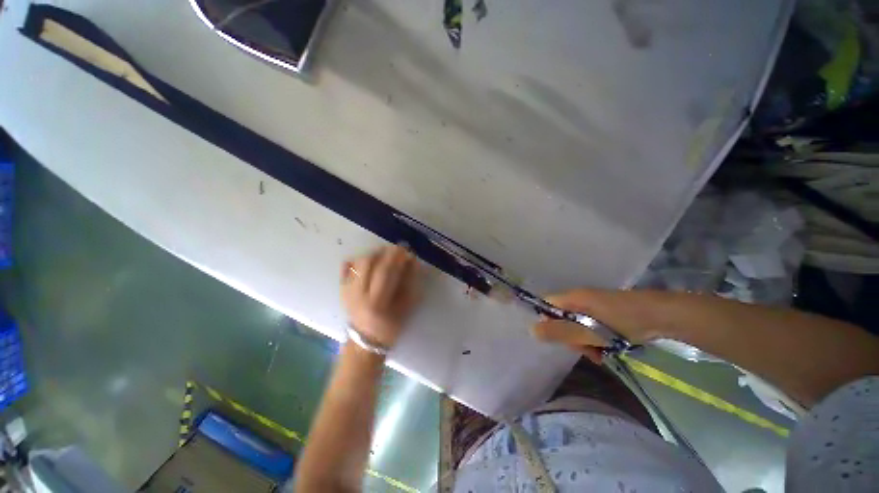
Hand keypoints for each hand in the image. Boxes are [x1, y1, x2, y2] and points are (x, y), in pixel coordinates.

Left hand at [341, 245, 419, 349]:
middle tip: (394, 249)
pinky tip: (365, 260)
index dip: (395, 256)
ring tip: (382, 254)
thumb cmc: (390, 326)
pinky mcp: (342, 291)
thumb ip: (408, 283)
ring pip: (357, 263)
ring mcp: (348, 291)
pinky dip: (355, 261)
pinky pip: (345, 270)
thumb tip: (411, 261)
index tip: (404, 248)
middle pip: (368, 263)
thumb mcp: (405, 307)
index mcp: (377, 301)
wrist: (365, 341)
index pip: (385, 271)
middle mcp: (359, 294)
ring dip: (371, 254)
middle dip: (383, 252)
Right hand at [531, 289, 661, 363]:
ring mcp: (593, 306)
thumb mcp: (588, 332)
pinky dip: (595, 340)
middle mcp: (579, 299)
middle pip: (561, 318)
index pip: (546, 306)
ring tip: (599, 355)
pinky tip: (606, 351)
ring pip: (577, 326)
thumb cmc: (621, 322)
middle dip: (570, 337)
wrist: (661, 317)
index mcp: (572, 298)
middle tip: (585, 350)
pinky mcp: (605, 313)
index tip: (558, 339)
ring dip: (584, 342)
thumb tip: (532, 330)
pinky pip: (591, 327)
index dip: (546, 322)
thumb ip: (560, 332)